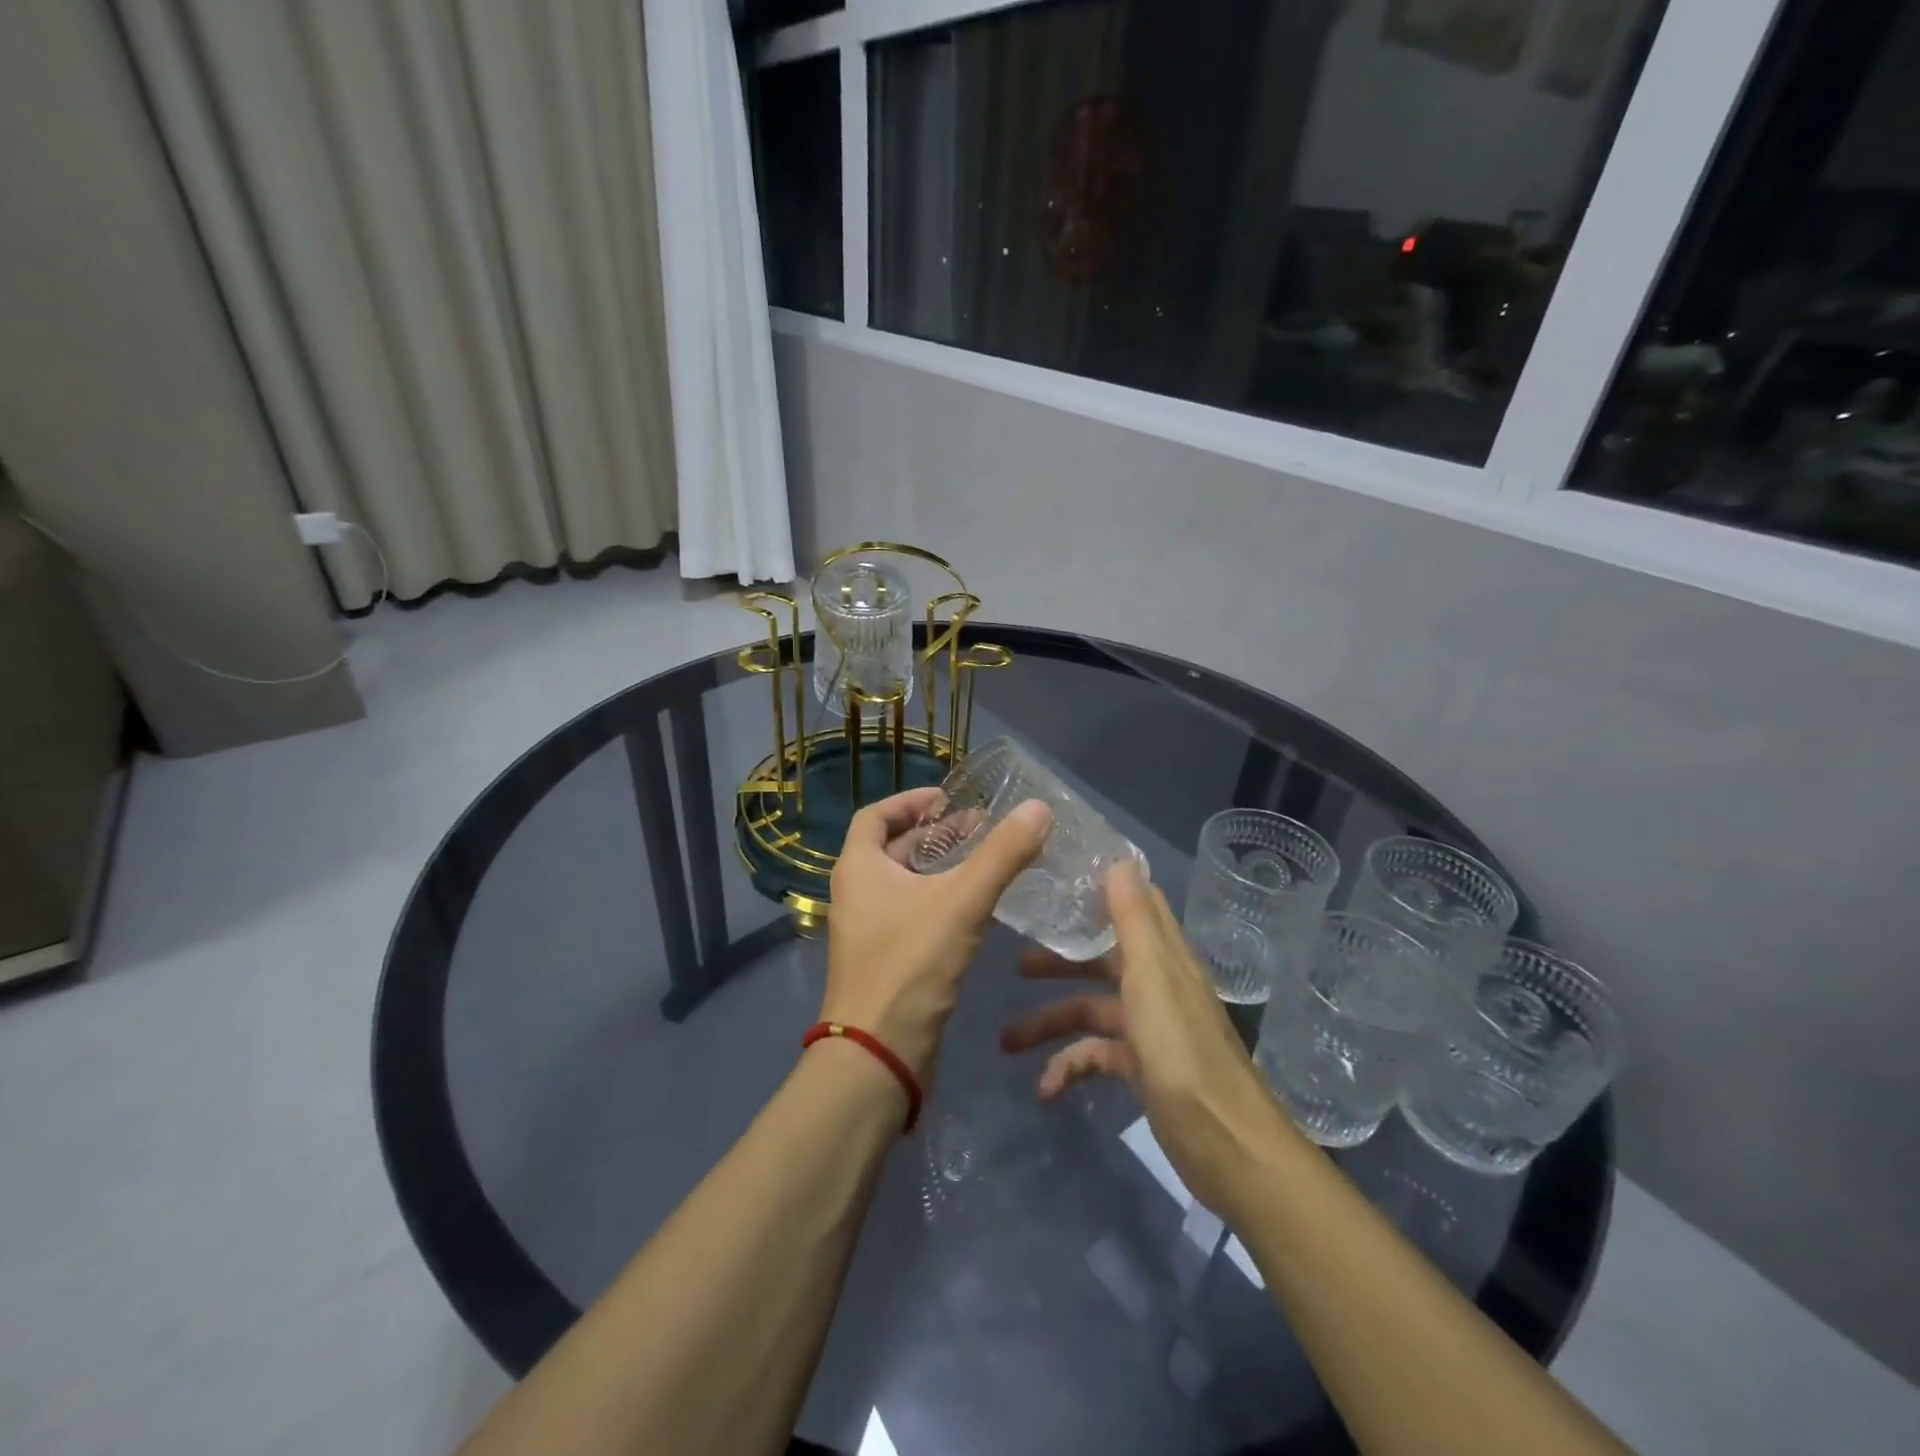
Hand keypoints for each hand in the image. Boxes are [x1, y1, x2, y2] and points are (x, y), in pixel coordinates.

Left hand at [823, 787, 1051, 1080]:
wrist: (878, 1055)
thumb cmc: (910, 965)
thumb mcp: (961, 902)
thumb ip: (1002, 854)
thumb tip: (1039, 807)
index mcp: (858, 868)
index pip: (876, 816)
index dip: (912, 801)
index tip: (950, 798)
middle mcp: (857, 892)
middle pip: (894, 847)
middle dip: (938, 834)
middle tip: (983, 827)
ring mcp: (869, 928)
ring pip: (907, 883)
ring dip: (943, 867)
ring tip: (988, 861)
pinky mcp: (885, 958)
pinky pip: (914, 913)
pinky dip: (942, 900)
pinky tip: (979, 907)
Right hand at [999, 858, 1293, 1217]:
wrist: (1225, 1145)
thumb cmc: (1182, 1051)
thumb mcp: (1152, 977)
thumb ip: (1133, 920)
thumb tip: (1119, 858)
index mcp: (1162, 955)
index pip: (1135, 905)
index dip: (1100, 888)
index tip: (1057, 880)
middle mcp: (1156, 984)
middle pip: (1100, 958)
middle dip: (1058, 961)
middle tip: (1014, 964)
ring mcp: (1149, 1028)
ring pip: (1090, 1011)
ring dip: (1050, 1023)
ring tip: (1007, 1041)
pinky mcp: (1141, 1068)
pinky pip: (1095, 1057)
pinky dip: (1070, 1069)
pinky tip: (1046, 1089)